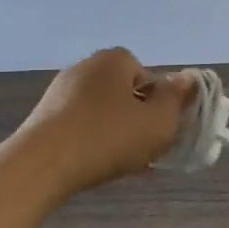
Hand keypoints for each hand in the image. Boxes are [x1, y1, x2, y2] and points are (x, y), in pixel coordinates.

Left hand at [21, 49, 195, 194]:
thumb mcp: (159, 121)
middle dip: (138, 118)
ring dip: (116, 133)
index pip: (148, 75)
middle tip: (146, 147)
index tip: (161, 127)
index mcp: (114, 60)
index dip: (160, 102)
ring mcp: (59, 93)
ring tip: (123, 162)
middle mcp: (85, 68)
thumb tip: (187, 79)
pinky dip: (92, 142)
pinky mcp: (43, 118)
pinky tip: (97, 166)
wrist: (40, 166)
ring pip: (103, 112)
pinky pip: (80, 127)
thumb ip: (178, 99)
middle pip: (125, 93)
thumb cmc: (108, 137)